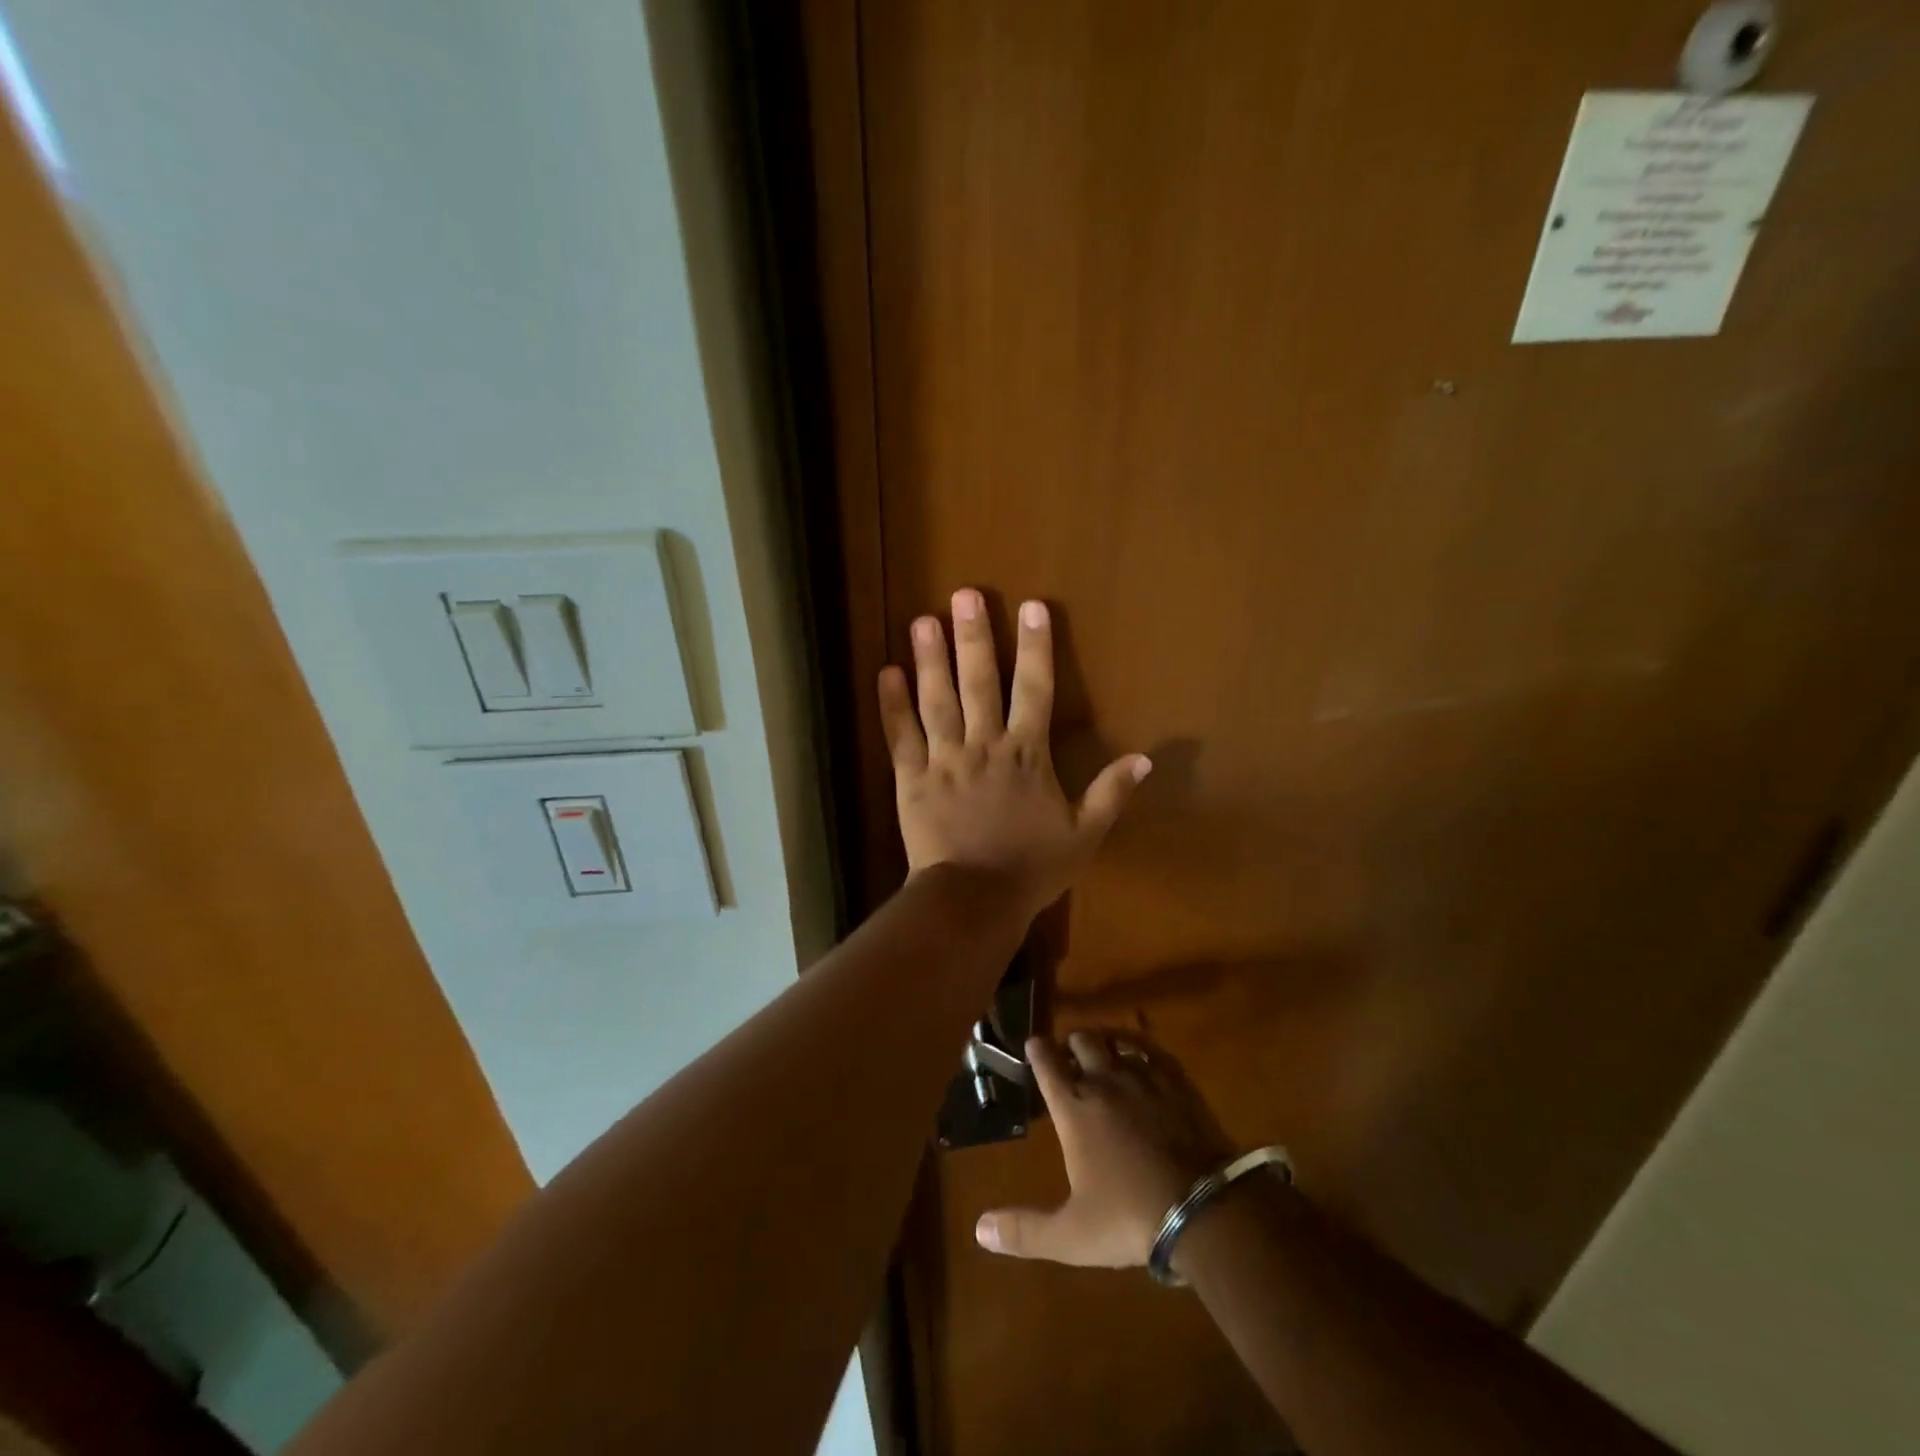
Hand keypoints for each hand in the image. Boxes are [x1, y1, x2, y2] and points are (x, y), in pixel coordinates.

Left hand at [877, 589, 1148, 919]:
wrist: (974, 901)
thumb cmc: (1031, 869)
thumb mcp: (1084, 835)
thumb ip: (1111, 793)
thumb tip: (1146, 758)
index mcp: (1026, 755)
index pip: (1035, 690)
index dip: (1035, 647)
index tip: (1032, 607)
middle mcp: (984, 745)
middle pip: (979, 683)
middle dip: (973, 637)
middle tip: (964, 595)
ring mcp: (944, 760)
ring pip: (936, 701)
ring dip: (930, 659)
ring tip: (923, 620)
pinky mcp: (912, 778)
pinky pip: (900, 737)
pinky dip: (891, 706)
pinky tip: (885, 673)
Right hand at [974, 1029, 1235, 1266]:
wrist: (1203, 1208)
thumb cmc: (1129, 1218)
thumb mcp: (1071, 1235)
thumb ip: (1025, 1230)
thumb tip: (979, 1229)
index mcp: (1074, 1109)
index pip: (1047, 1064)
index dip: (1037, 1050)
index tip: (1033, 1043)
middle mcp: (1103, 1081)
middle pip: (1082, 1041)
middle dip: (1072, 1043)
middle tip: (1070, 1053)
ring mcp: (1142, 1077)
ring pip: (1116, 1040)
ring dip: (1105, 1041)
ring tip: (1103, 1048)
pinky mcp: (1176, 1080)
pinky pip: (1152, 1049)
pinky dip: (1140, 1046)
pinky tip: (1142, 1055)